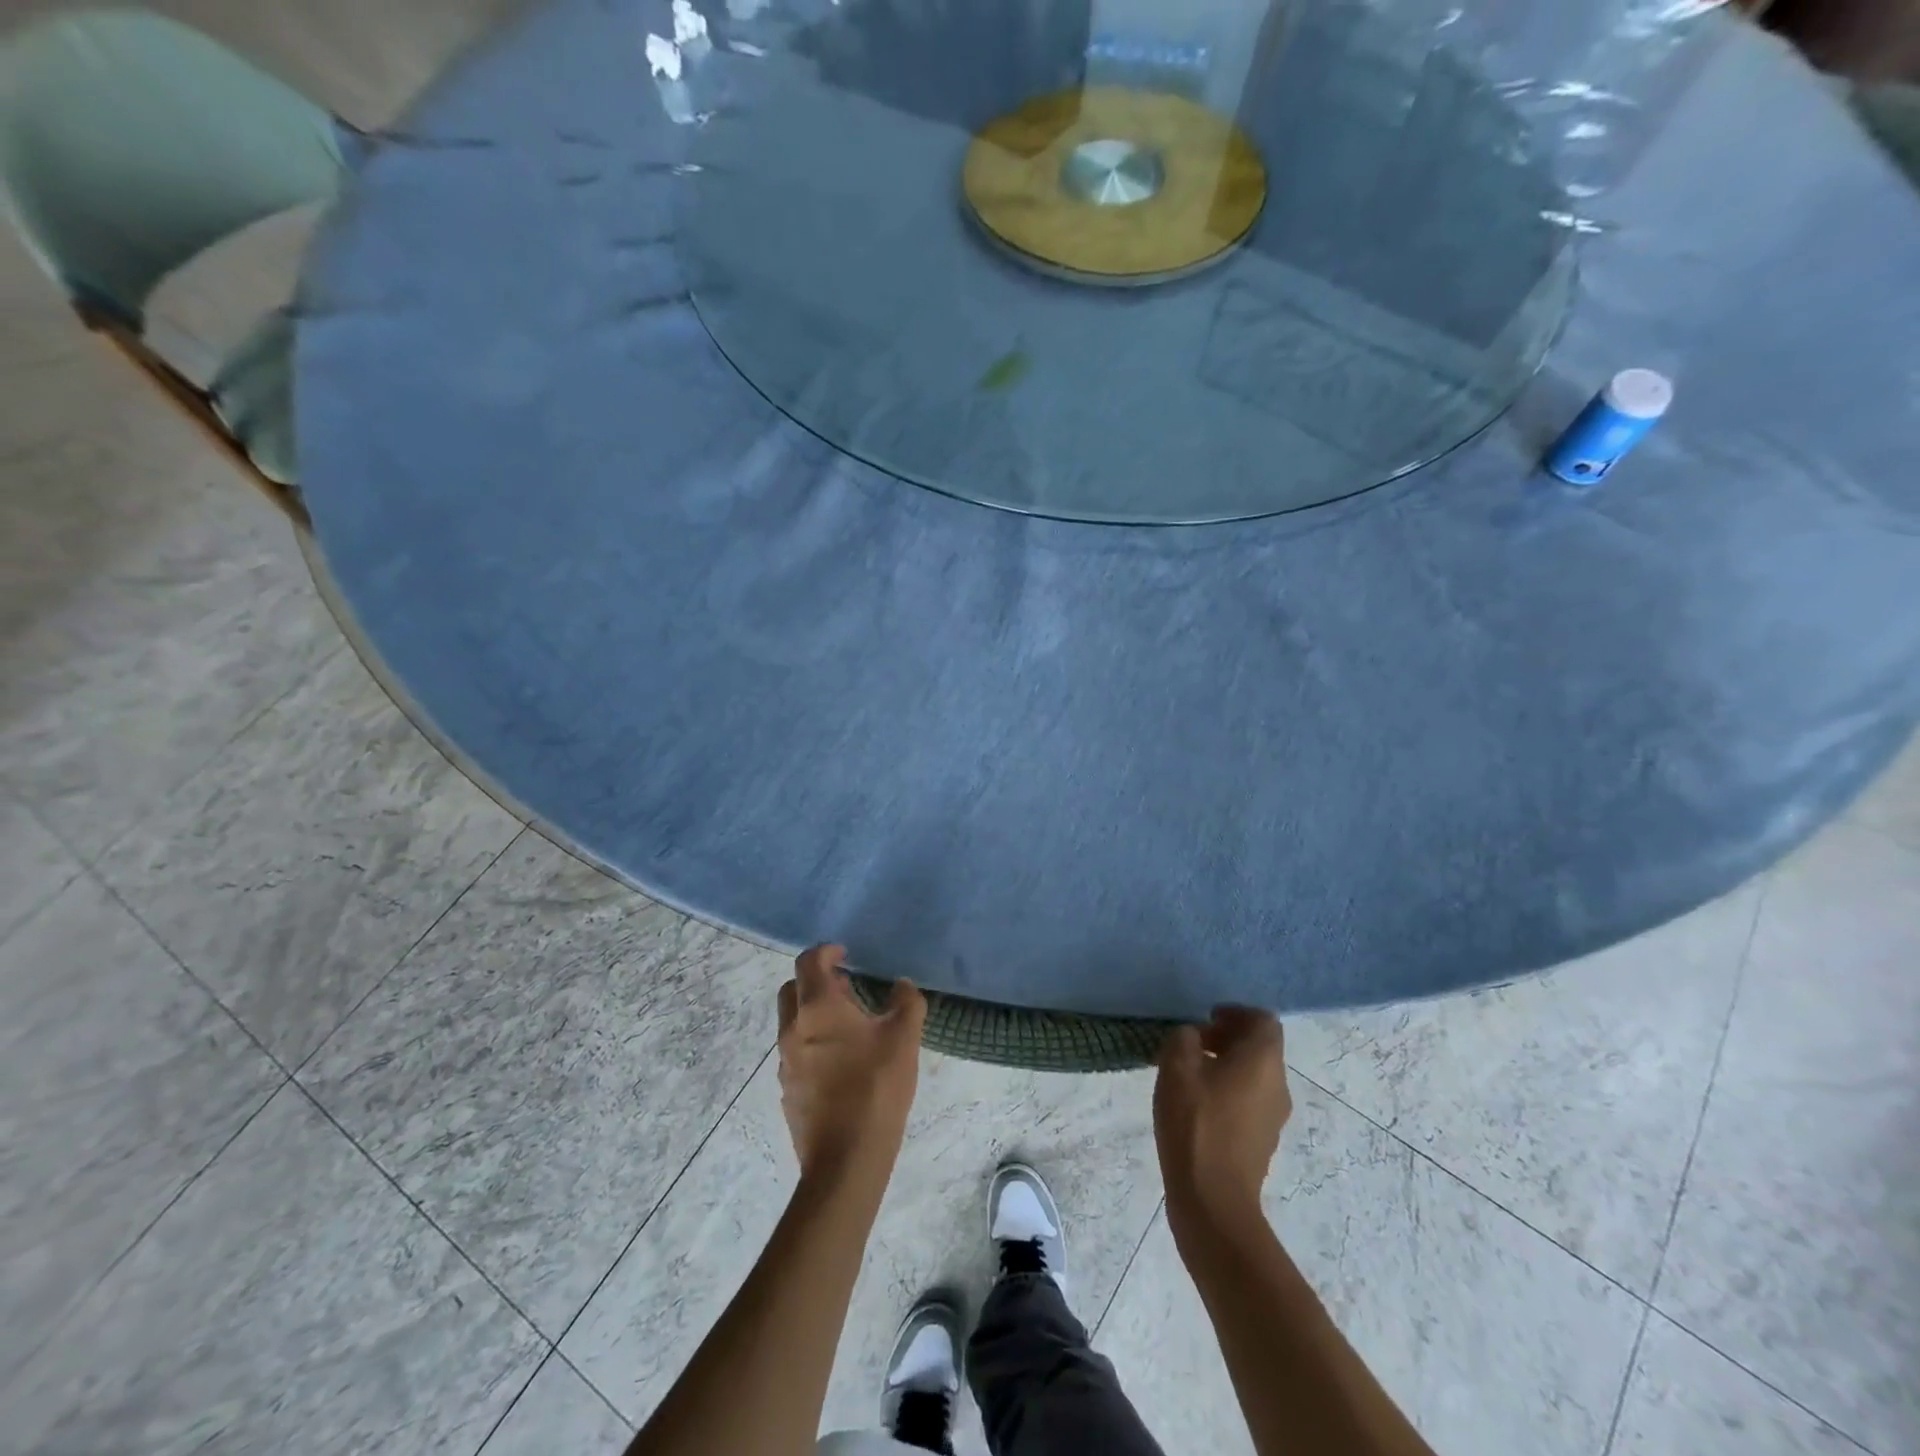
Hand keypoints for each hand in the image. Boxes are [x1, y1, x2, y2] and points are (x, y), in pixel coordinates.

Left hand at [777, 945, 926, 1186]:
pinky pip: (795, 1052)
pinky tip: (841, 1063)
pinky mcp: (788, 1090)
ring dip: (813, 1013)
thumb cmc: (875, 1088)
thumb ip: (906, 1002)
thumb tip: (902, 986)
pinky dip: (812, 1043)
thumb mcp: (904, 1038)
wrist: (845, 1161)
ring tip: (848, 1026)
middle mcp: (793, 1029)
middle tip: (845, 987)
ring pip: (792, 1022)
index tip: (845, 954)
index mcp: (818, 1008)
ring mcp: (785, 1062)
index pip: (809, 962)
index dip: (826, 951)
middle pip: (791, 989)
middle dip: (815, 981)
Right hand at [1154, 1008, 1289, 1243]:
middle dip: (1229, 1038)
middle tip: (1194, 1043)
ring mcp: (1274, 1117)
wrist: (1213, 1199)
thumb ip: (1184, 1038)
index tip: (1207, 1019)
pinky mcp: (1263, 1141)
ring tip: (1191, 1073)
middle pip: (1261, 1047)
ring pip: (1255, 1075)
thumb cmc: (1196, 1123)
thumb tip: (1192, 1037)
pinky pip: (1250, 1101)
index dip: (1236, 1013)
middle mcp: (1278, 1085)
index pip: (1264, 1020)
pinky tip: (1198, 1104)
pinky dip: (1229, 1090)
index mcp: (1263, 1061)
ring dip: (1228, 1065)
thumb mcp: (1176, 1067)